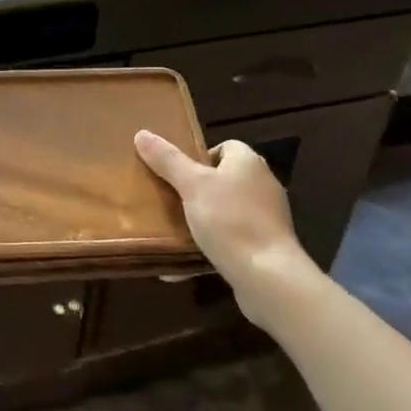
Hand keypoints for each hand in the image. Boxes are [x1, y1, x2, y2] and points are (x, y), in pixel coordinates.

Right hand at [134, 131, 321, 306]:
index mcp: (248, 162)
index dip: (199, 157)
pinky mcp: (266, 247)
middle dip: (195, 190)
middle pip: (223, 179)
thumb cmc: (229, 220)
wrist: (268, 277)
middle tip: (169, 200)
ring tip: (173, 229)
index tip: (176, 174)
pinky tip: (184, 261)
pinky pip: (231, 240)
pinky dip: (210, 246)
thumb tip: (142, 134)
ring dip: (201, 219)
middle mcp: (262, 185)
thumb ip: (168, 160)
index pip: (224, 147)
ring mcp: (266, 218)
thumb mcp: (191, 185)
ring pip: (225, 211)